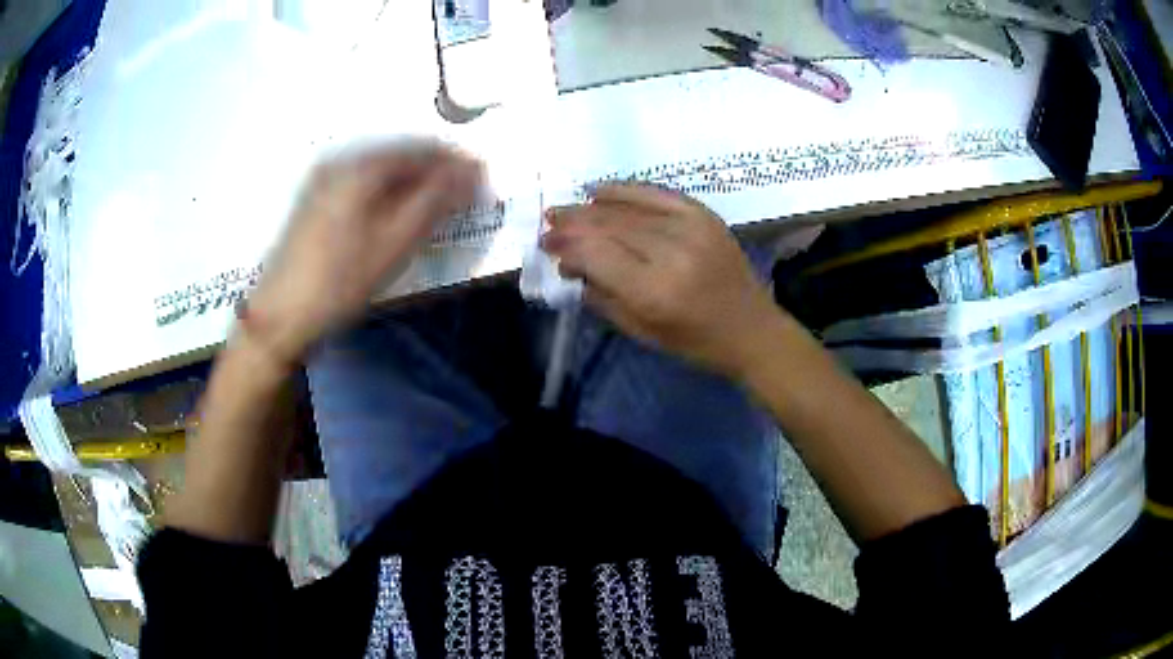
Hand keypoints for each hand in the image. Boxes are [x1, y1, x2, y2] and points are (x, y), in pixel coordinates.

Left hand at [244, 142, 481, 364]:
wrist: (280, 315)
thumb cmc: (340, 281)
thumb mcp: (395, 242)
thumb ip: (436, 200)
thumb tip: (472, 170)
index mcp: (361, 166)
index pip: (422, 149)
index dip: (456, 163)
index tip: (482, 180)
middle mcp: (341, 160)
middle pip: (401, 155)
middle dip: (435, 172)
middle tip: (463, 196)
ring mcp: (324, 178)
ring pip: (382, 169)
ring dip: (413, 182)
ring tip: (435, 206)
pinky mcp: (315, 198)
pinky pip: (363, 182)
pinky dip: (388, 191)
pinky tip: (397, 212)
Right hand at [541, 184, 783, 376]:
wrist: (751, 328)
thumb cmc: (695, 342)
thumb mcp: (641, 331)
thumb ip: (601, 295)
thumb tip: (569, 265)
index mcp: (654, 291)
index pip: (596, 254)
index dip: (567, 246)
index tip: (546, 245)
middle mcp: (671, 251)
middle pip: (608, 225)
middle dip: (572, 223)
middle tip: (548, 223)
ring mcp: (690, 227)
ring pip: (627, 208)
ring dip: (590, 207)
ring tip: (564, 209)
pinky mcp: (703, 214)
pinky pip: (655, 193)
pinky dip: (623, 190)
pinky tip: (598, 191)